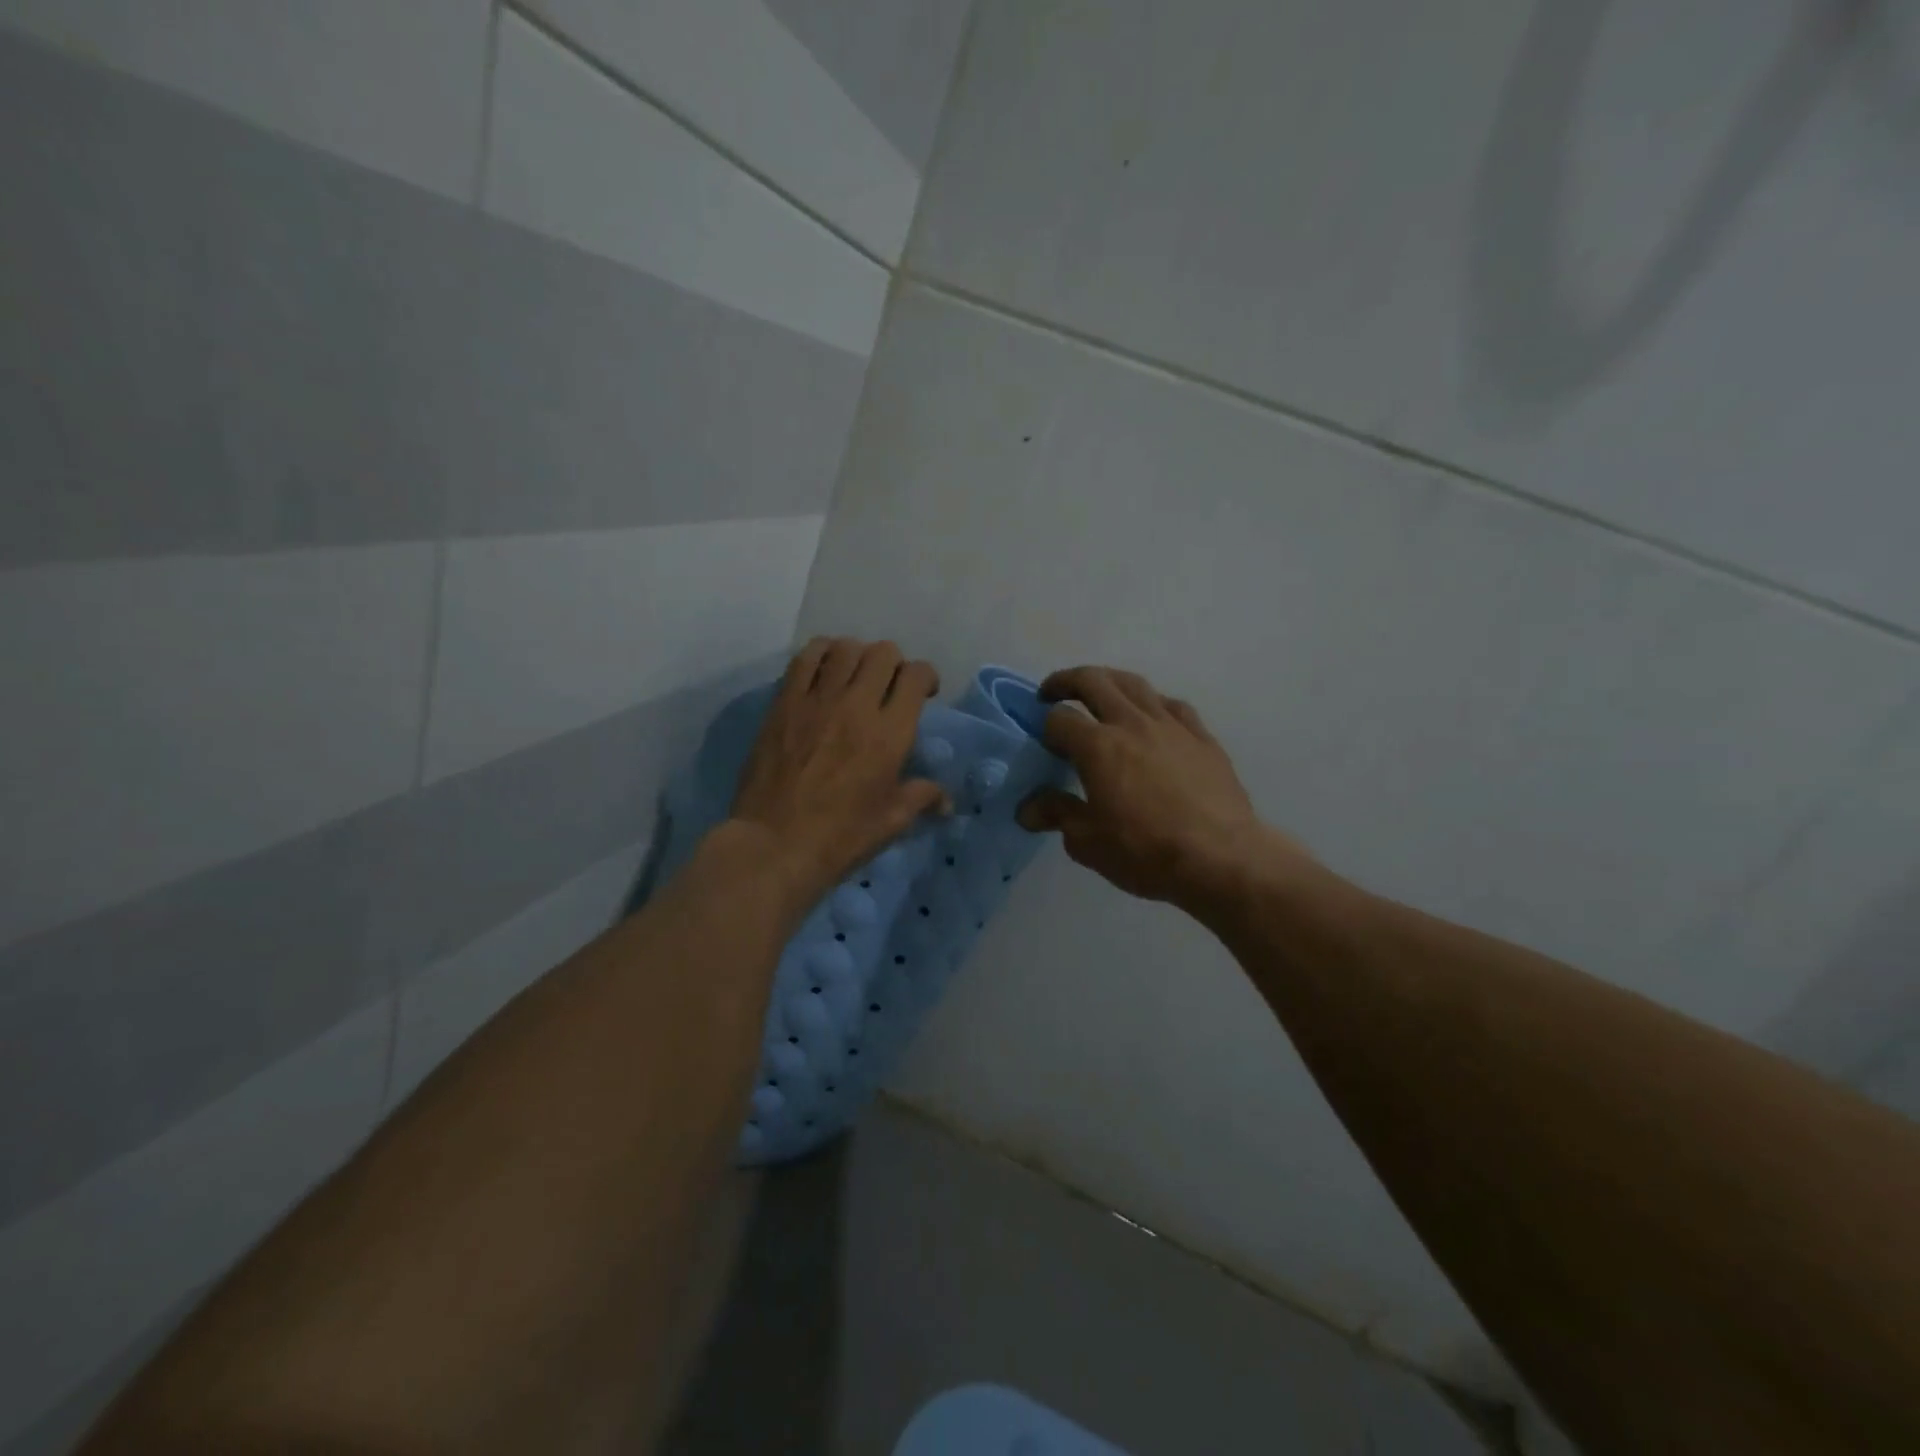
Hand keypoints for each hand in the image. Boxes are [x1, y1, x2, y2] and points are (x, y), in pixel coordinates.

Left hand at [729, 638, 948, 908]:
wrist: (774, 844)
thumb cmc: (840, 837)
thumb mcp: (891, 821)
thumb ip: (922, 798)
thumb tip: (947, 802)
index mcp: (890, 733)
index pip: (916, 675)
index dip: (925, 677)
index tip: (923, 693)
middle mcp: (856, 705)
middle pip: (883, 653)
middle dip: (894, 664)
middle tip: (889, 686)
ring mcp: (817, 700)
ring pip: (845, 648)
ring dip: (858, 655)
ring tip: (855, 675)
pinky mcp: (784, 703)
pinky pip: (804, 658)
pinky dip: (821, 654)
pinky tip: (824, 670)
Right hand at [1017, 666, 1307, 911]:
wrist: (1220, 858)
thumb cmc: (1145, 852)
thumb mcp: (1088, 842)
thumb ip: (1058, 814)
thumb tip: (1028, 809)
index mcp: (1097, 746)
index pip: (1060, 719)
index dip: (1046, 727)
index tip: (1045, 743)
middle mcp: (1131, 723)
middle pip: (1093, 681)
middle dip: (1066, 682)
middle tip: (1053, 693)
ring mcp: (1170, 725)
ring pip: (1134, 684)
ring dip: (1108, 681)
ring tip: (1099, 692)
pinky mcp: (1201, 736)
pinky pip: (1172, 705)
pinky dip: (1152, 702)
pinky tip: (1151, 715)